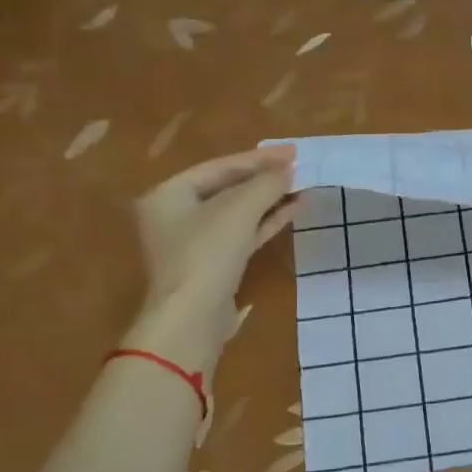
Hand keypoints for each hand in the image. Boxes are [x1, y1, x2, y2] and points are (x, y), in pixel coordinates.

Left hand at [126, 146, 297, 366]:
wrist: (192, 319)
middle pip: (227, 188)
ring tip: (303, 188)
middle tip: (299, 168)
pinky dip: (265, 222)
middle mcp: (175, 215)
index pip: (220, 166)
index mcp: (168, 194)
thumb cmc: (207, 254)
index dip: (258, 158)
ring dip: (270, 200)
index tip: (293, 152)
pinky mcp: (212, 266)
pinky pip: (242, 234)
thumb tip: (289, 170)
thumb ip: (265, 184)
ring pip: (237, 213)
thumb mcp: (239, 210)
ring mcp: (193, 243)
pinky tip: (293, 211)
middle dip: (265, 179)